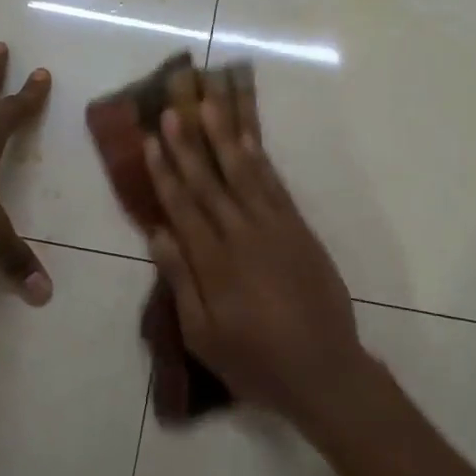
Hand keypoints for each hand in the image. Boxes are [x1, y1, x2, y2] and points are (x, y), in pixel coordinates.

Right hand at [143, 85, 366, 427]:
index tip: (151, 140)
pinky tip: (248, 142)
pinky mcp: (300, 230)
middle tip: (172, 110)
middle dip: (188, 145)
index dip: (164, 172)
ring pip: (244, 174)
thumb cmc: (254, 360)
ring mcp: (275, 228)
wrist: (323, 369)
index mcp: (214, 262)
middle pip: (209, 182)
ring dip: (224, 139)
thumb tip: (157, 234)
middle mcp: (242, 235)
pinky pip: (276, 187)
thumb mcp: (204, 334)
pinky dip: (260, 161)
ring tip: (210, 106)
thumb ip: (181, 281)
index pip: (182, 206)